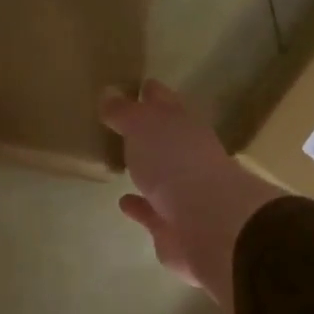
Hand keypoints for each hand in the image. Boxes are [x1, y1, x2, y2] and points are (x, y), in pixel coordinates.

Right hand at [100, 80, 283, 313]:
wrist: (205, 222)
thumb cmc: (175, 162)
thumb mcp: (143, 125)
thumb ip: (125, 112)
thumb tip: (108, 94)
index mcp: (184, 125)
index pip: (164, 101)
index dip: (150, 93)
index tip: (136, 86)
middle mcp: (188, 156)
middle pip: (166, 138)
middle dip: (149, 131)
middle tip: (122, 124)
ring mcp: (183, 193)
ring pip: (161, 176)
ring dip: (145, 170)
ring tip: (121, 163)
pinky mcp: (173, 226)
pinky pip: (151, 211)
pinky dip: (139, 206)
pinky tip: (123, 201)